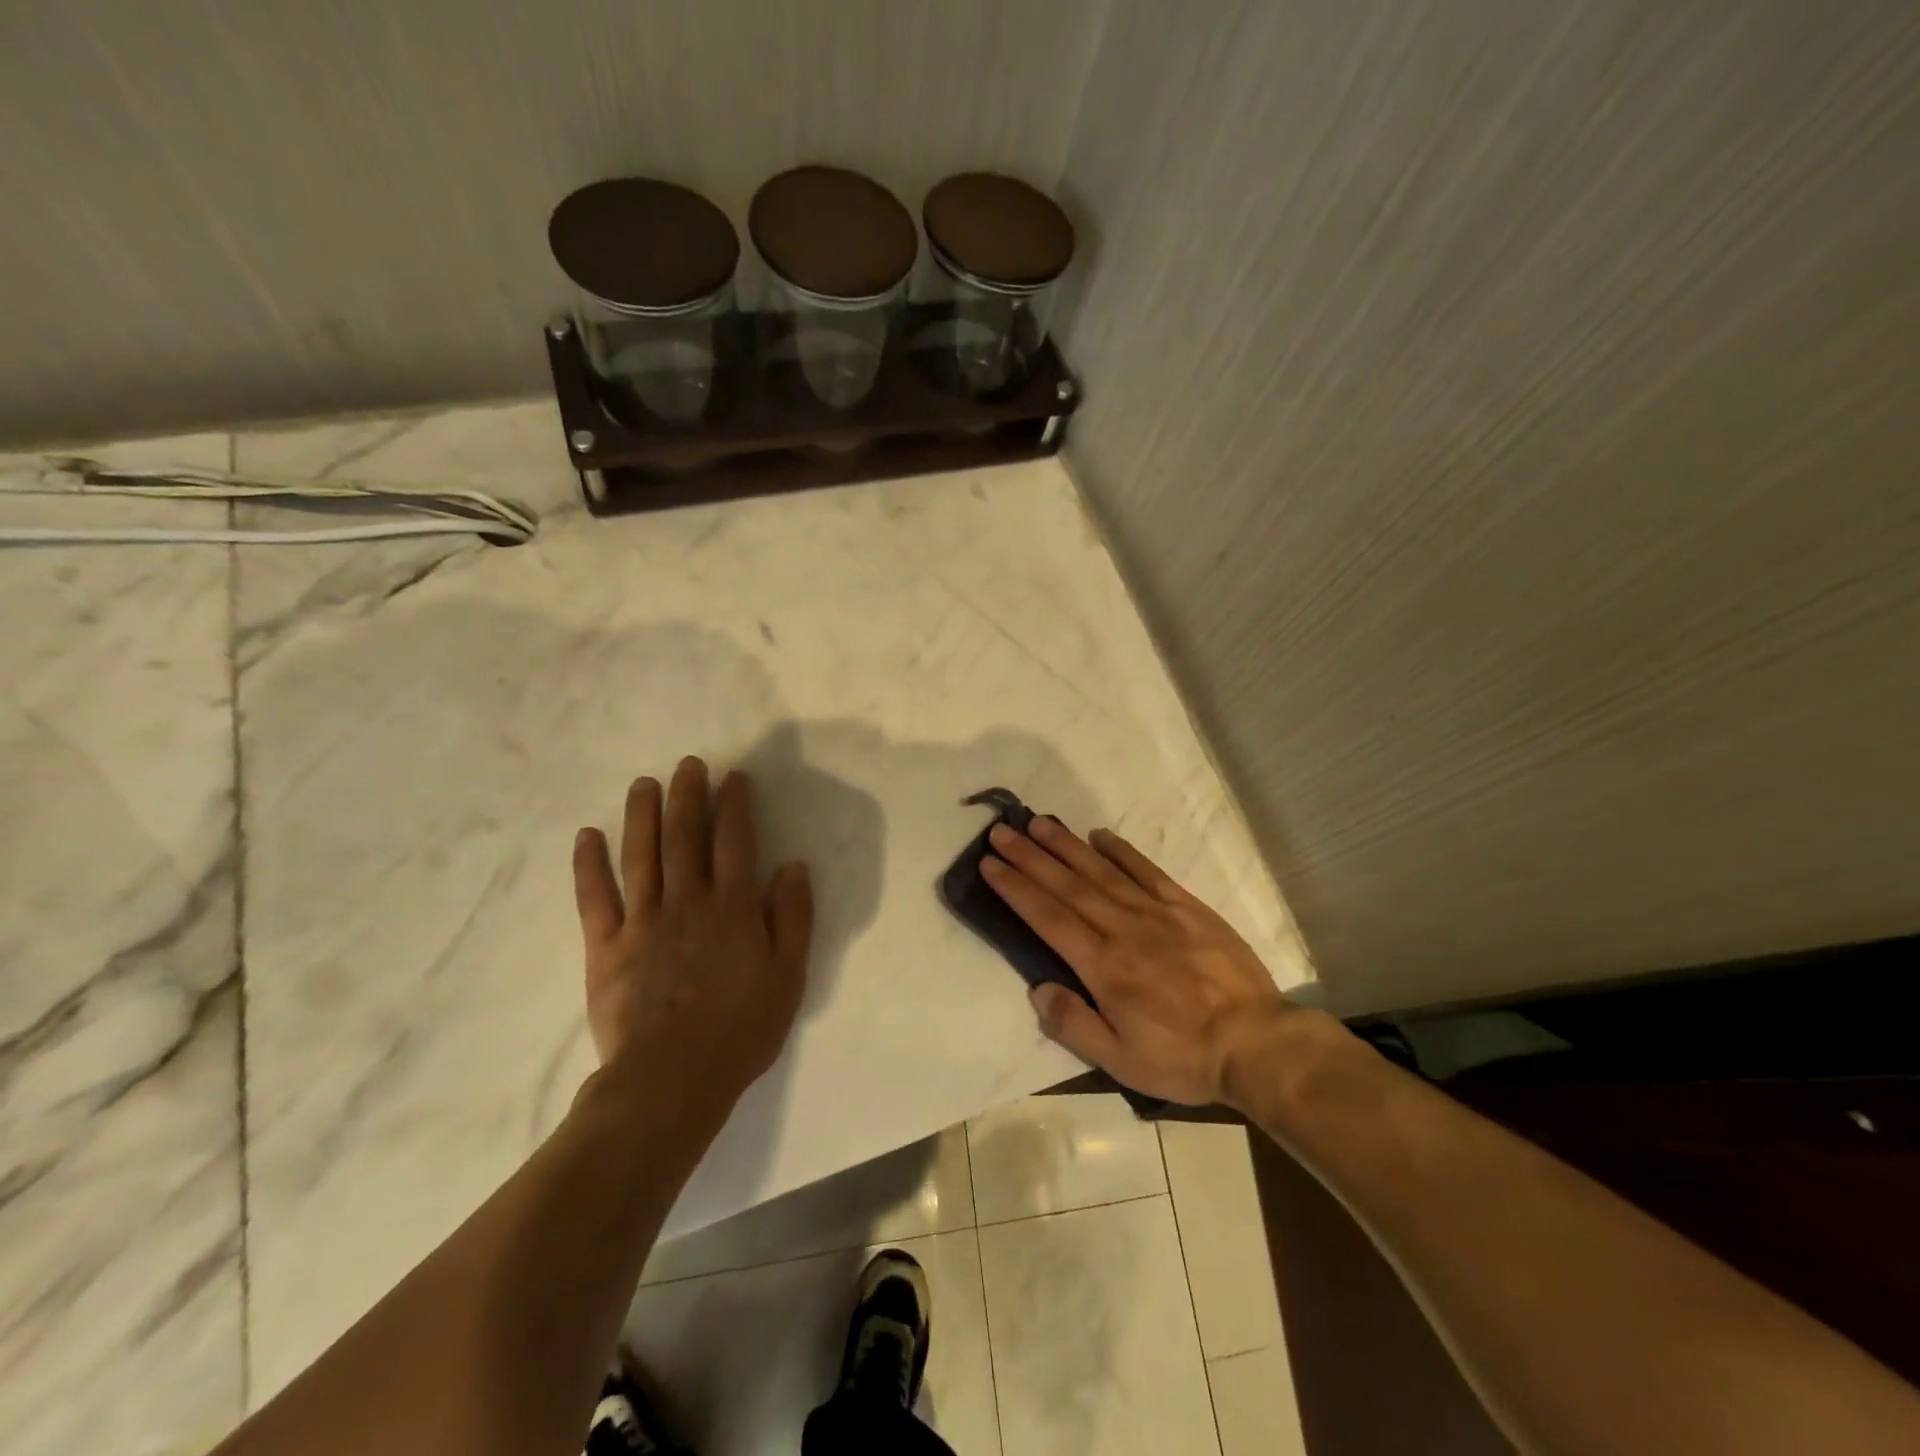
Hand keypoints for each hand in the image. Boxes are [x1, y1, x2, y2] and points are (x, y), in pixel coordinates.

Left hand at [572, 757, 812, 1118]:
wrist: (670, 1080)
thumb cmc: (740, 1030)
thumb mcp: (788, 976)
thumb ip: (793, 918)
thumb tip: (793, 866)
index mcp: (733, 908)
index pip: (736, 842)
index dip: (735, 805)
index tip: (734, 777)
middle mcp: (688, 902)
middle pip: (686, 837)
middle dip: (688, 796)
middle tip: (688, 764)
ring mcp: (643, 921)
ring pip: (641, 855)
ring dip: (642, 815)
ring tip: (644, 784)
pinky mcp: (606, 946)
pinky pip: (595, 897)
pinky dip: (589, 864)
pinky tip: (587, 836)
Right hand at [982, 817, 1294, 1106]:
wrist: (1256, 1043)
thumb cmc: (1183, 1057)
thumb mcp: (1121, 1061)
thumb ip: (1074, 1024)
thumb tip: (1037, 988)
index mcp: (1103, 966)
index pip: (1048, 918)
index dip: (1016, 888)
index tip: (990, 864)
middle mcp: (1123, 929)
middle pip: (1068, 886)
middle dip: (1030, 858)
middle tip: (1001, 833)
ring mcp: (1157, 913)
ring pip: (1102, 871)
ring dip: (1067, 846)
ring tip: (1038, 823)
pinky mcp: (1187, 907)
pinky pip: (1148, 871)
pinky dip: (1122, 851)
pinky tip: (1100, 835)